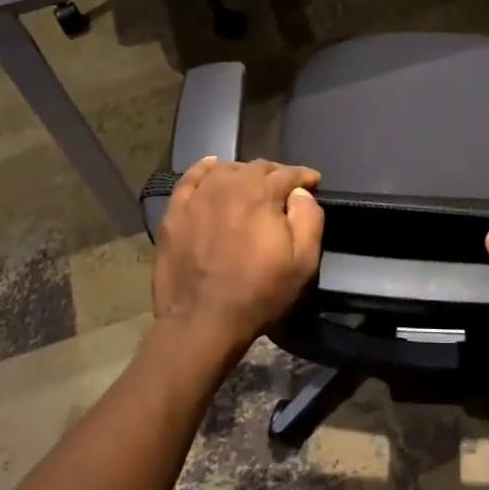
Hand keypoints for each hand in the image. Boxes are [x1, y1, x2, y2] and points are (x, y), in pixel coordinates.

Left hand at [151, 158, 323, 363]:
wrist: (202, 321)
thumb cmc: (259, 293)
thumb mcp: (303, 262)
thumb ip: (309, 218)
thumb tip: (300, 193)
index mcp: (261, 194)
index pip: (287, 173)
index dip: (303, 176)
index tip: (313, 182)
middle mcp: (229, 186)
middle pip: (257, 167)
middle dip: (276, 174)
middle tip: (284, 188)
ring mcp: (198, 197)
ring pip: (226, 170)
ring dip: (244, 173)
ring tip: (251, 185)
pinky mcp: (175, 212)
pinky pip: (191, 178)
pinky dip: (205, 169)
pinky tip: (212, 168)